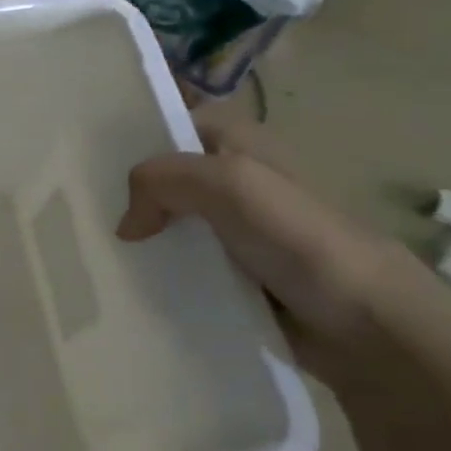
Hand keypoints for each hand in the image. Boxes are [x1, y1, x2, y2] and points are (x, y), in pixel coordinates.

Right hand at [117, 112, 429, 394]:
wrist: (369, 329)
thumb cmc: (302, 240)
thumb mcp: (230, 184)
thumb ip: (163, 181)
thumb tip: (126, 226)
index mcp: (242, 144)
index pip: (177, 122)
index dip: (139, 135)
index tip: (91, 161)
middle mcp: (237, 182)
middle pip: (167, 175)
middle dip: (129, 190)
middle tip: (81, 210)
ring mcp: (236, 232)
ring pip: (170, 222)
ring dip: (140, 235)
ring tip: (93, 249)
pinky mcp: (235, 276)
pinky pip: (182, 264)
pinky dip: (158, 270)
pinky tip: (128, 282)